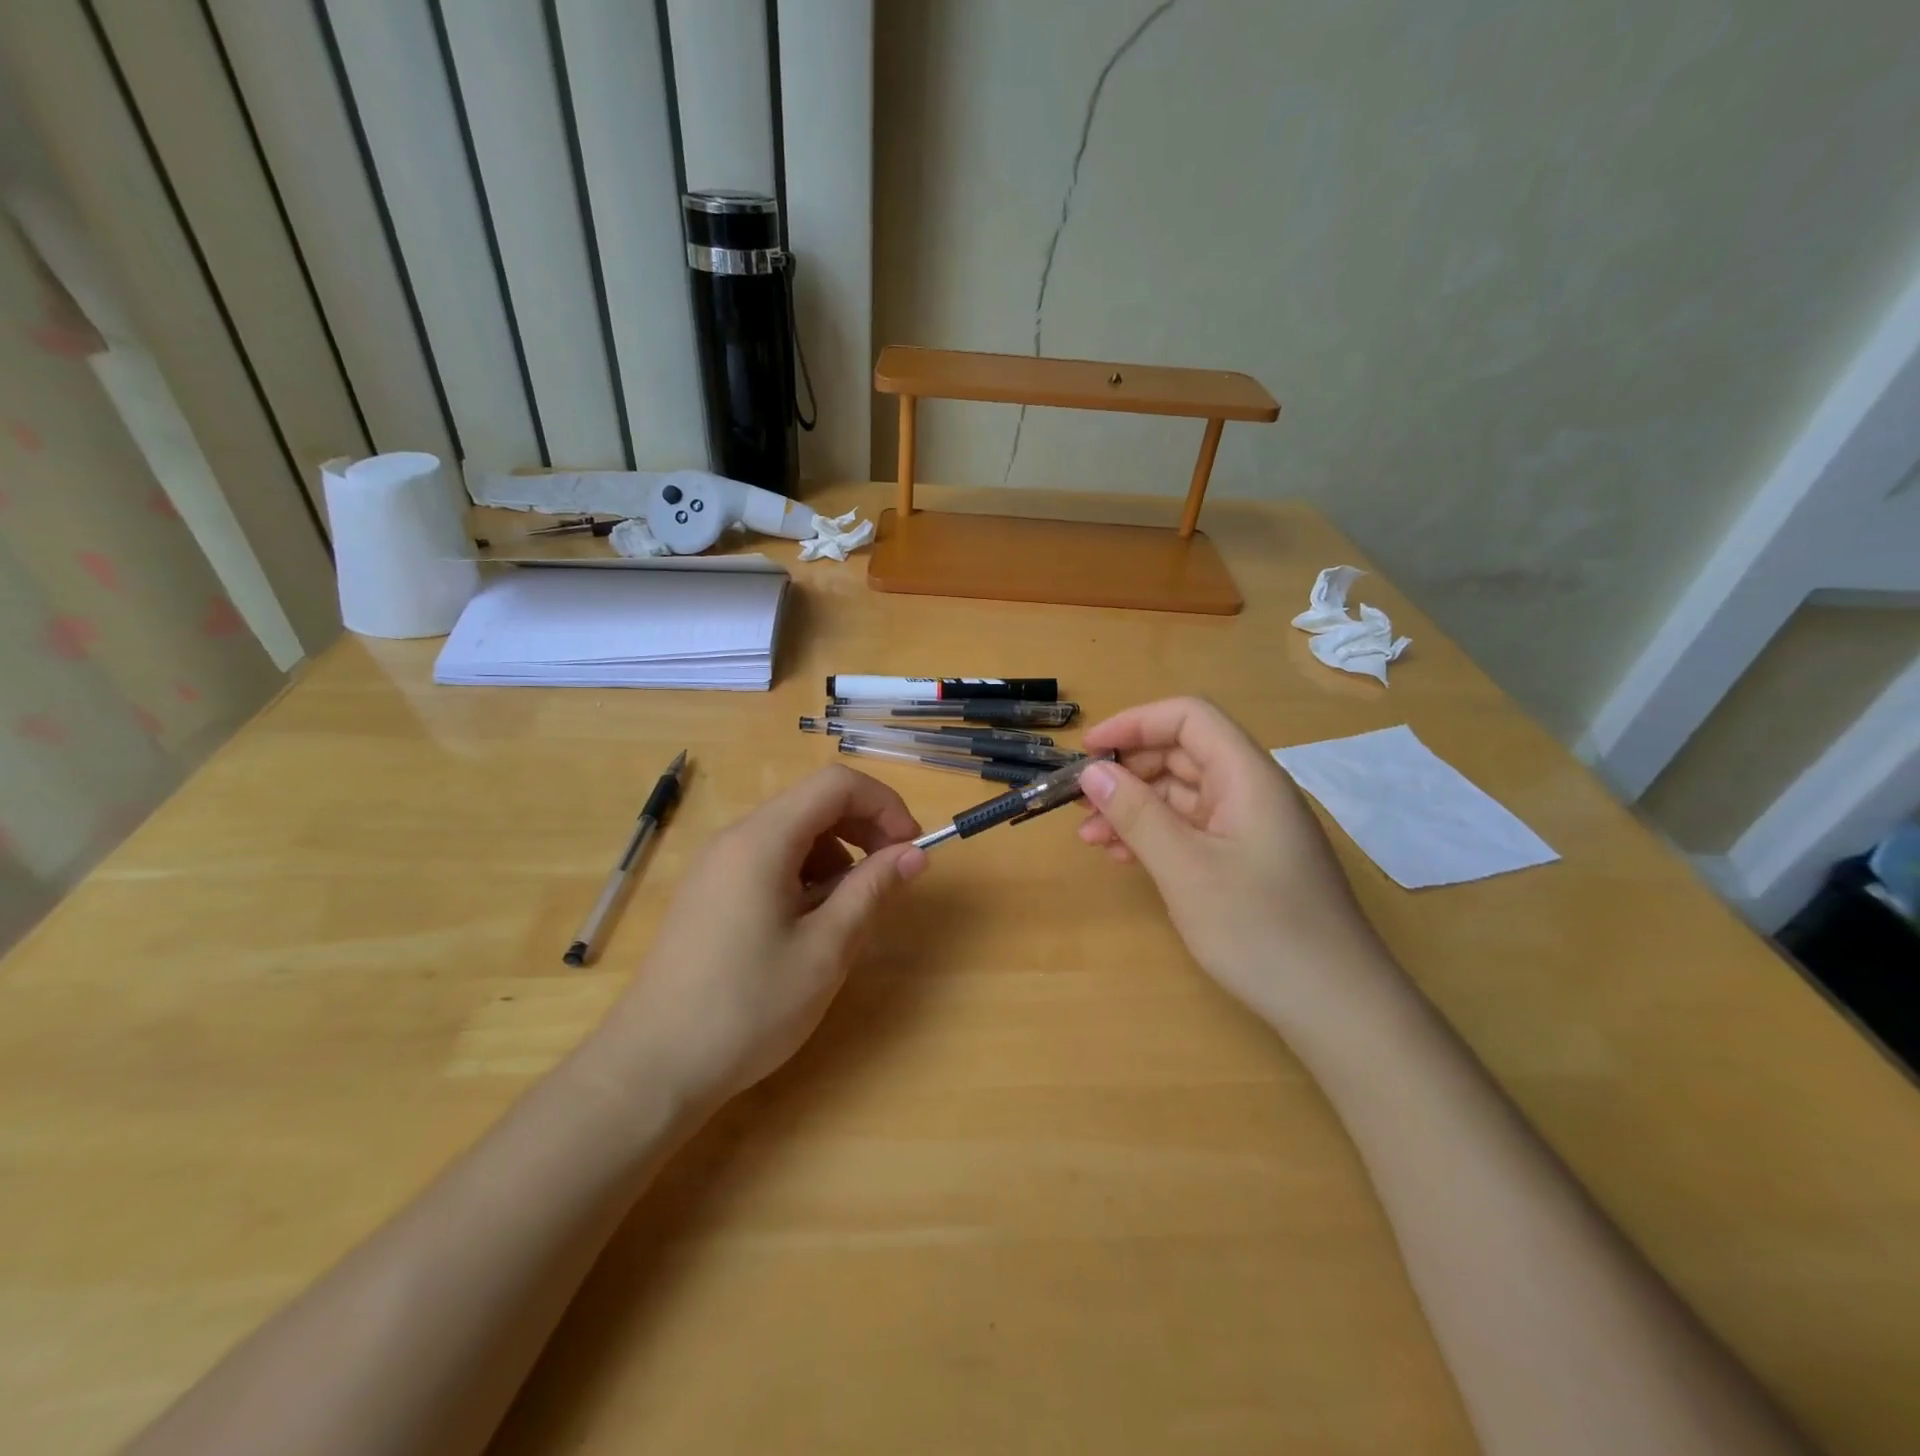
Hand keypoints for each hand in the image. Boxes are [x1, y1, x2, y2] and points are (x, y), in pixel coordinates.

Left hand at [593, 766, 927, 1107]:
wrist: (653, 1066)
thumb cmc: (748, 1007)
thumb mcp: (825, 950)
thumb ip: (872, 890)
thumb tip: (914, 853)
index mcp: (762, 841)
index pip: (835, 785)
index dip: (883, 804)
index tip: (910, 847)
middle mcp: (735, 838)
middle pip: (813, 803)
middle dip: (863, 828)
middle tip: (892, 875)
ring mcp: (716, 865)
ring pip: (792, 833)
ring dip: (835, 855)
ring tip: (849, 911)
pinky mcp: (708, 892)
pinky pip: (768, 860)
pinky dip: (804, 875)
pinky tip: (809, 924)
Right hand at [1076, 697, 1393, 1026]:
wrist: (1337, 1008)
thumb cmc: (1260, 930)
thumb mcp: (1186, 869)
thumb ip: (1137, 814)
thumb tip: (1093, 772)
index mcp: (1248, 776)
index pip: (1189, 718)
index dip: (1135, 723)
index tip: (1089, 751)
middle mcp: (1251, 791)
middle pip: (1182, 754)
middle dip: (1127, 771)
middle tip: (1080, 801)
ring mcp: (1250, 827)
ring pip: (1182, 794)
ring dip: (1134, 807)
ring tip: (1091, 836)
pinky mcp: (1246, 860)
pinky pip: (1192, 829)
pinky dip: (1155, 835)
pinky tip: (1124, 857)